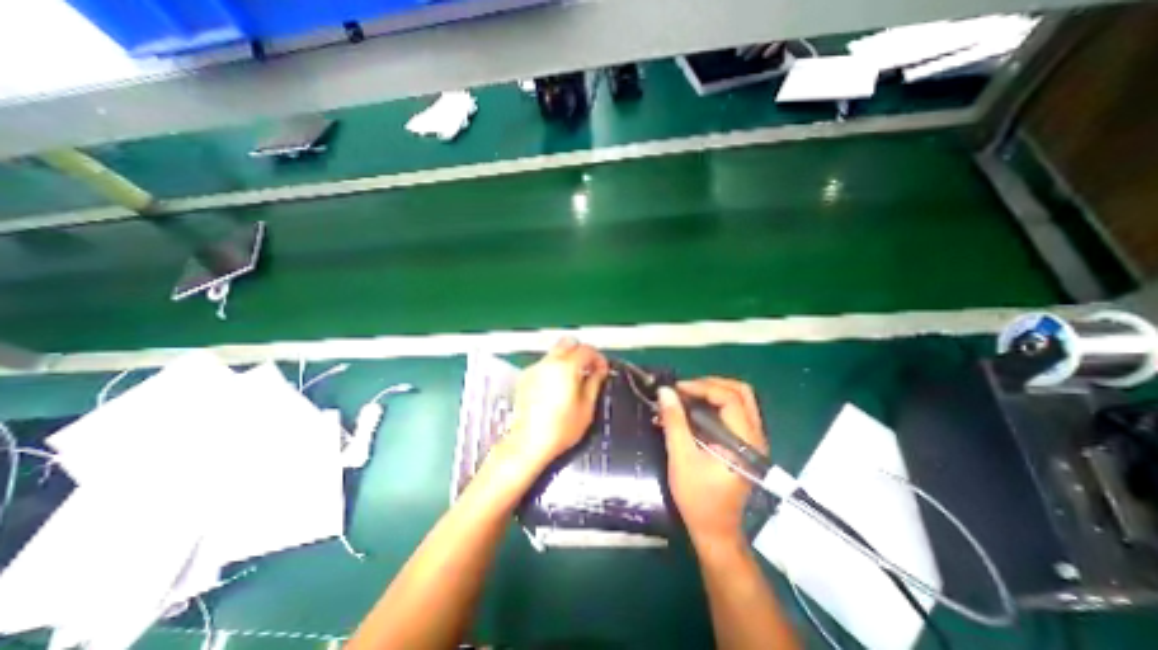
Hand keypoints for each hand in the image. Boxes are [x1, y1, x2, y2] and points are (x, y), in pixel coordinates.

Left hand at [497, 340, 608, 477]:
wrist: (529, 443)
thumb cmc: (561, 428)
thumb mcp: (586, 407)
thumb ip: (594, 382)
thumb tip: (599, 370)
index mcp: (566, 367)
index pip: (586, 349)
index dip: (598, 357)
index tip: (602, 369)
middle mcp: (549, 362)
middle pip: (568, 342)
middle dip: (581, 351)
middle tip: (588, 368)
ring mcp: (534, 368)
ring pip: (555, 352)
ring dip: (567, 359)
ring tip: (572, 379)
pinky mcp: (525, 377)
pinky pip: (543, 364)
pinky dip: (553, 368)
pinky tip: (555, 387)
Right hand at [660, 378, 765, 549]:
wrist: (714, 529)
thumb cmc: (697, 497)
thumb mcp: (681, 457)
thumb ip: (674, 422)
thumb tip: (665, 392)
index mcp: (744, 441)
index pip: (730, 399)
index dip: (702, 387)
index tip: (677, 389)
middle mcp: (755, 436)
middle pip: (740, 392)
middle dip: (710, 384)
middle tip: (684, 390)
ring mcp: (752, 439)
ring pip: (739, 399)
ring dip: (712, 392)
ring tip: (686, 397)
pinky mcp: (744, 443)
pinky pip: (733, 411)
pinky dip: (713, 403)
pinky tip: (693, 410)